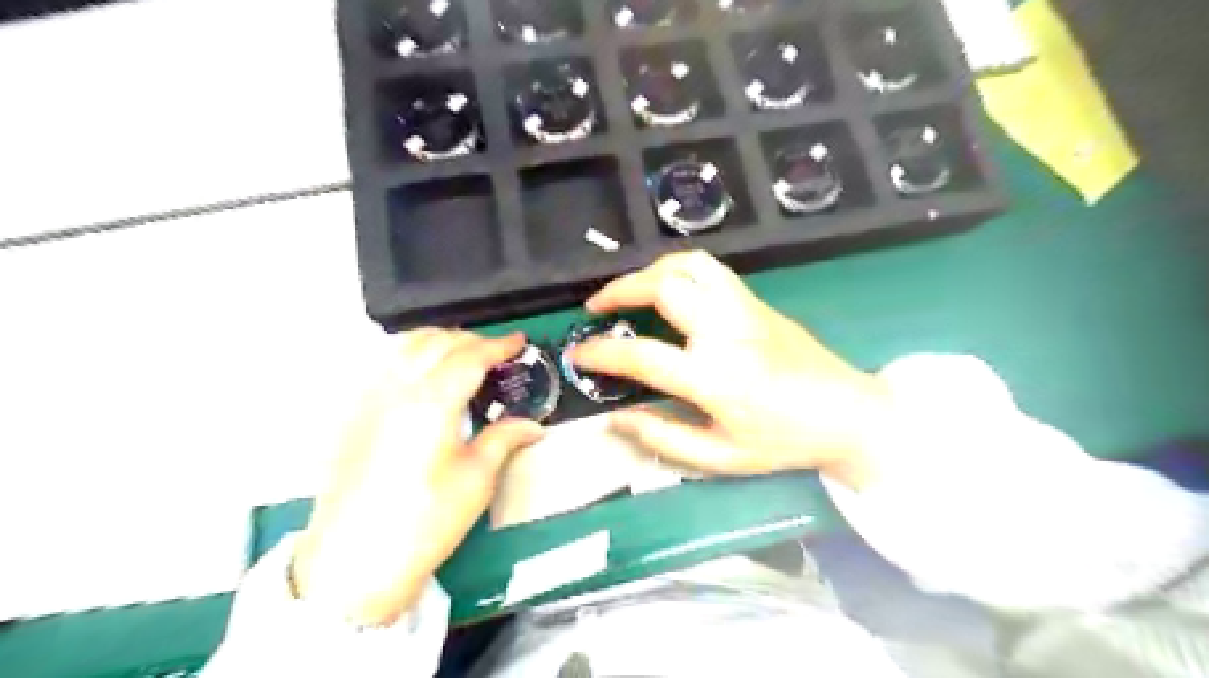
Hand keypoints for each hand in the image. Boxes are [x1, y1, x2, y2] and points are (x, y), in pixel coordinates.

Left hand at [292, 329, 542, 625]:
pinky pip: (385, 363)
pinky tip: (424, 375)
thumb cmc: (425, 523)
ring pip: (405, 345)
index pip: (469, 356)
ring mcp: (369, 398)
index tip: (519, 341)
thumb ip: (504, 439)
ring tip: (462, 356)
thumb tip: (533, 425)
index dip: (498, 345)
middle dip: (471, 340)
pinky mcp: (353, 413)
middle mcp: (397, 389)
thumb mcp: (476, 480)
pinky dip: (412, 354)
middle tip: (496, 354)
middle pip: (436, 342)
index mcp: (432, 402)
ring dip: (439, 341)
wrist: (354, 563)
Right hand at [574, 250, 890, 489]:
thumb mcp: (721, 456)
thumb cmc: (784, 441)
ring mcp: (744, 309)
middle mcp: (727, 331)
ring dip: (650, 270)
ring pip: (689, 263)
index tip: (579, 353)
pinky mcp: (757, 301)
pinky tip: (669, 288)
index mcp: (715, 377)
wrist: (848, 413)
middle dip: (619, 290)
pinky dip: (678, 268)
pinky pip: (710, 268)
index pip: (643, 356)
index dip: (602, 353)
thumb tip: (616, 419)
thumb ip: (664, 437)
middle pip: (664, 286)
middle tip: (596, 308)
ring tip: (630, 290)